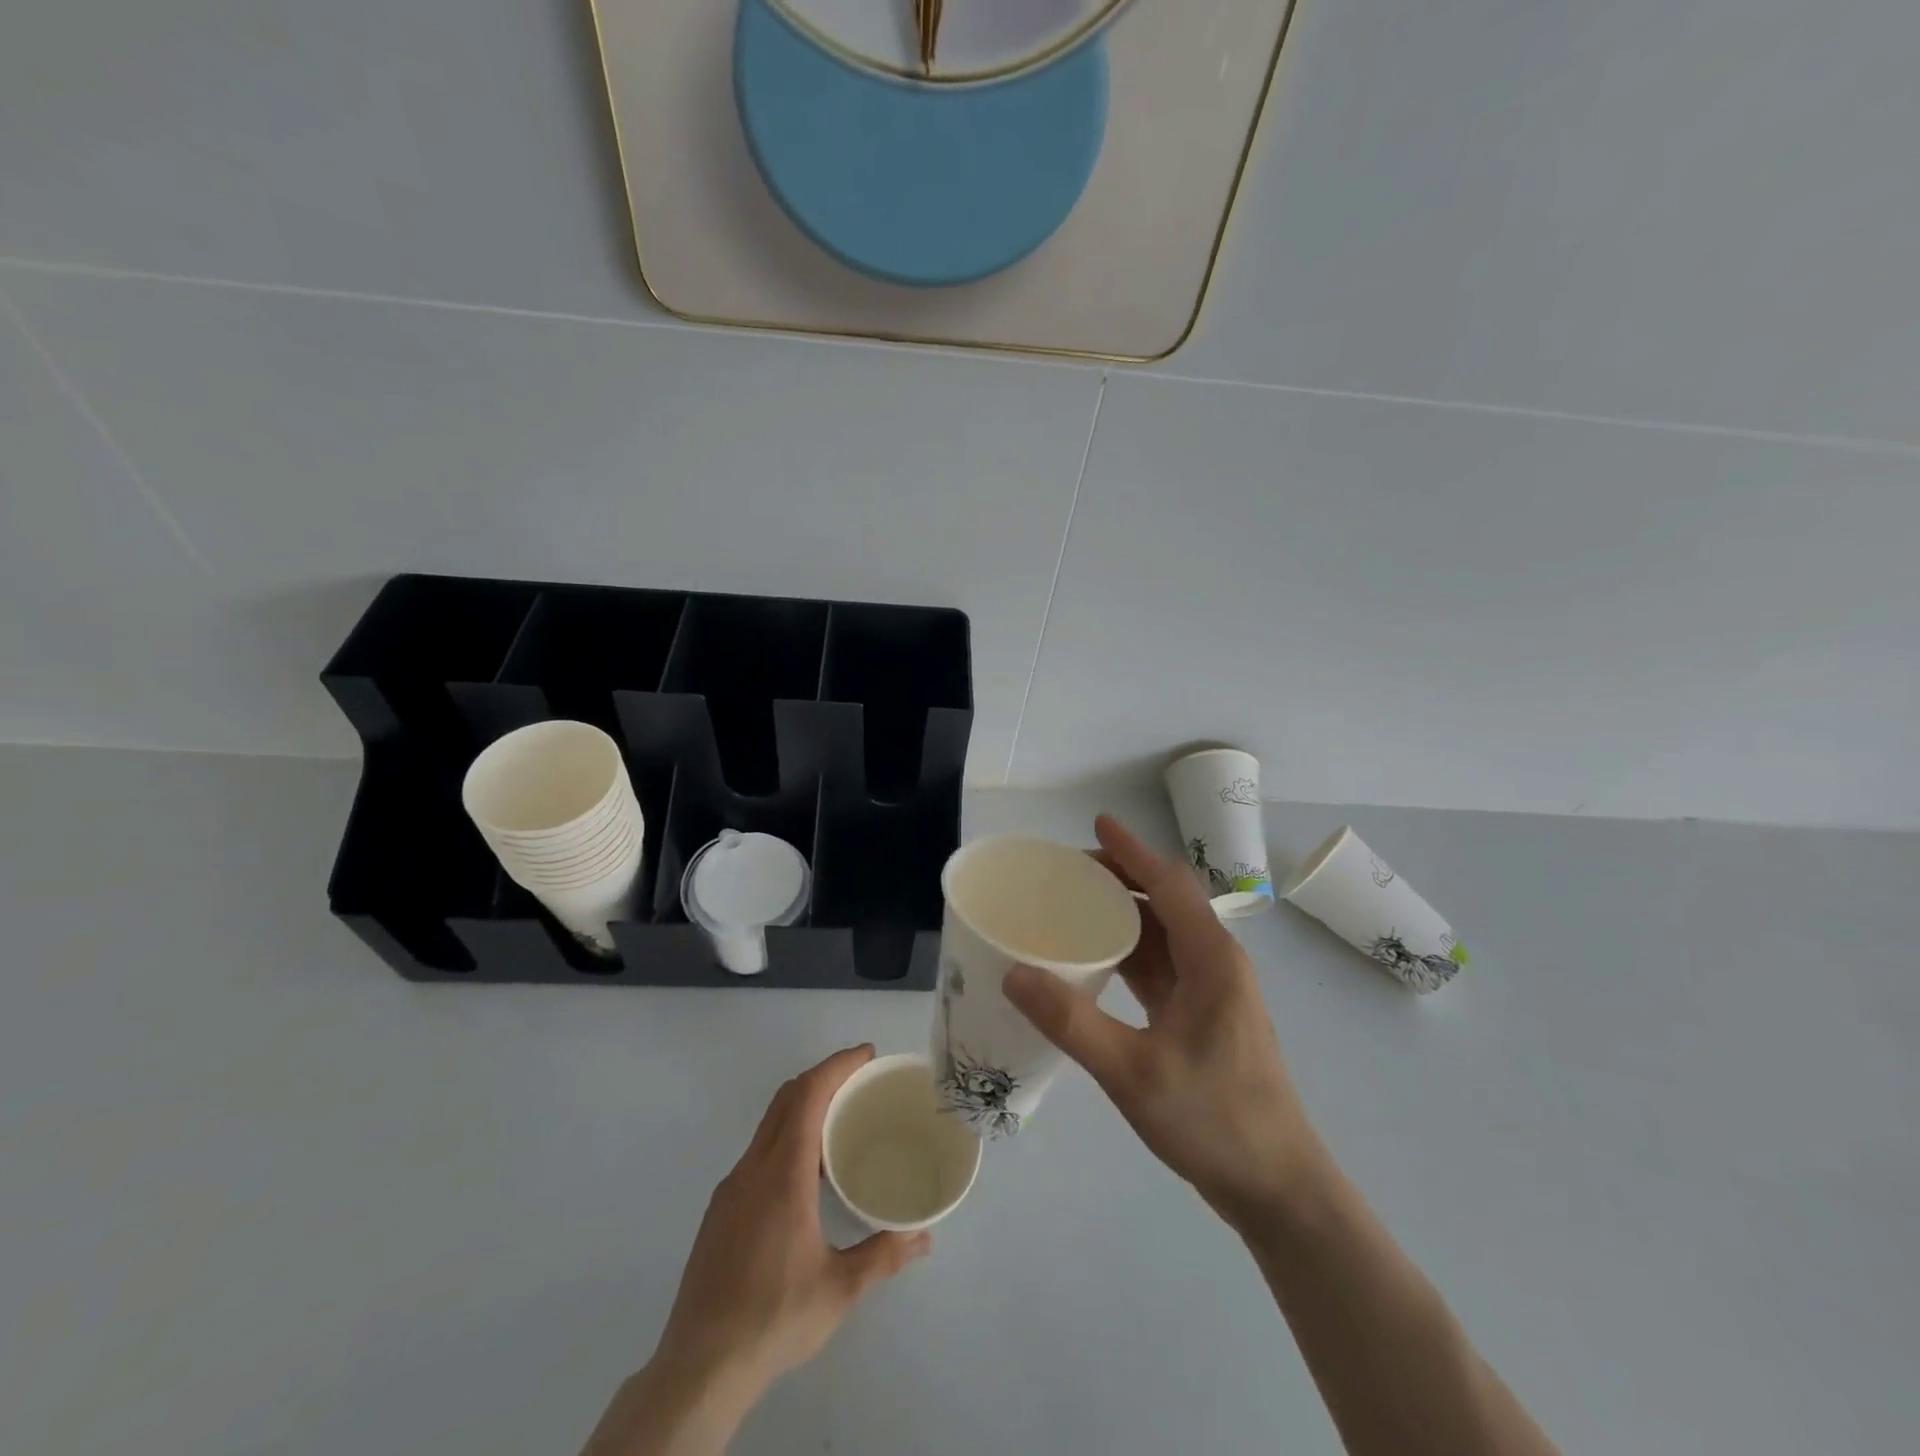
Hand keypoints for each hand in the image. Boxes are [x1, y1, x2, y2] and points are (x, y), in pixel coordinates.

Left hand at [585, 1047, 928, 1454]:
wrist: (697, 1369)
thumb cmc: (773, 1319)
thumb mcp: (839, 1289)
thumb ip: (883, 1256)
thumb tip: (924, 1237)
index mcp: (782, 1174)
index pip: (808, 1095)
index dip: (837, 1066)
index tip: (866, 1054)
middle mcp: (752, 1169)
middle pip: (786, 1098)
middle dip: (823, 1076)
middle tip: (860, 1080)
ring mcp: (730, 1189)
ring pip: (768, 1124)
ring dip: (803, 1106)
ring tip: (839, 1121)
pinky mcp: (720, 1211)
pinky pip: (758, 1151)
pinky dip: (786, 1136)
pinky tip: (806, 1173)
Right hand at [1004, 816, 1322, 1228]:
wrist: (1278, 1189)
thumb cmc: (1215, 1121)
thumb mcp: (1133, 1073)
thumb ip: (1072, 1022)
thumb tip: (1014, 973)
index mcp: (1211, 958)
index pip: (1167, 884)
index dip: (1131, 850)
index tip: (1095, 823)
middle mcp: (1215, 962)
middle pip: (1165, 900)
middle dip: (1120, 877)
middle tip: (1065, 874)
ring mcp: (1211, 990)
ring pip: (1163, 933)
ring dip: (1122, 914)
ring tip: (1071, 907)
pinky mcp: (1202, 1015)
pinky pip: (1161, 965)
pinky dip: (1128, 951)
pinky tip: (1093, 961)